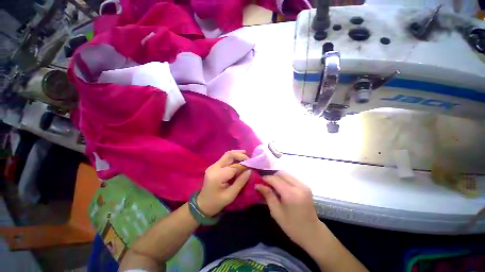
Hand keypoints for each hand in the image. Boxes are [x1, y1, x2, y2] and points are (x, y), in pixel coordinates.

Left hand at [197, 150, 251, 216]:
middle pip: (229, 155)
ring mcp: (213, 166)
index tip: (251, 167)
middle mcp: (214, 167)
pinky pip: (225, 159)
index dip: (243, 165)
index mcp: (217, 176)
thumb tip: (249, 170)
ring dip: (237, 154)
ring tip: (246, 157)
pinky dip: (233, 158)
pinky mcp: (214, 166)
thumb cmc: (217, 202)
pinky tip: (239, 160)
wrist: (202, 204)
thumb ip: (241, 181)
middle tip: (249, 159)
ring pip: (227, 155)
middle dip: (240, 155)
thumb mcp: (231, 195)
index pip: (233, 166)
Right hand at [255, 171, 321, 247]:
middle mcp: (298, 186)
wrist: (312, 233)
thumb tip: (258, 185)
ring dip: (278, 178)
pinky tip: (282, 189)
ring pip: (286, 174)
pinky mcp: (306, 186)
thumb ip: (268, 195)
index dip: (265, 178)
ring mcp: (304, 185)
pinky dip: (284, 180)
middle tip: (266, 185)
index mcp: (290, 194)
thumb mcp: (276, 212)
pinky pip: (291, 178)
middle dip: (272, 177)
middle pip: (281, 173)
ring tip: (273, 187)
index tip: (259, 182)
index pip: (275, 179)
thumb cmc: (292, 226)